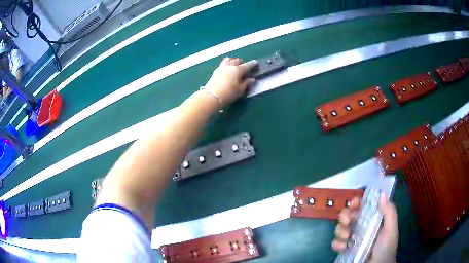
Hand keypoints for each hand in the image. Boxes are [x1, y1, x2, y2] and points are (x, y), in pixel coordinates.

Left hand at [204, 57, 257, 106]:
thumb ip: (246, 83)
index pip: (247, 65)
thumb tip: (252, 79)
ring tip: (234, 66)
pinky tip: (226, 70)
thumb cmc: (228, 94)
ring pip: (228, 60)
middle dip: (241, 62)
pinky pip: (222, 64)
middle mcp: (230, 66)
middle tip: (244, 67)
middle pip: (236, 60)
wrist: (211, 96)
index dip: (252, 64)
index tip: (256, 63)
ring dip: (232, 61)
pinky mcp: (215, 71)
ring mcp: (221, 67)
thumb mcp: (240, 90)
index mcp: (238, 70)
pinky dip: (226, 65)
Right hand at [332, 194, 397, 262]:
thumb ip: (389, 212)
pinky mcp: (344, 250)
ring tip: (346, 237)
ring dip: (340, 230)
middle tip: (347, 221)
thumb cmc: (386, 248)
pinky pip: (335, 243)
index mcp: (372, 219)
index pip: (363, 206)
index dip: (357, 202)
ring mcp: (352, 239)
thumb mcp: (391, 230)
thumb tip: (381, 193)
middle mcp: (361, 227)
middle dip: (345, 215)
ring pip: (340, 228)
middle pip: (348, 215)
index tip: (354, 203)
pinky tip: (343, 248)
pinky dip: (337, 244)